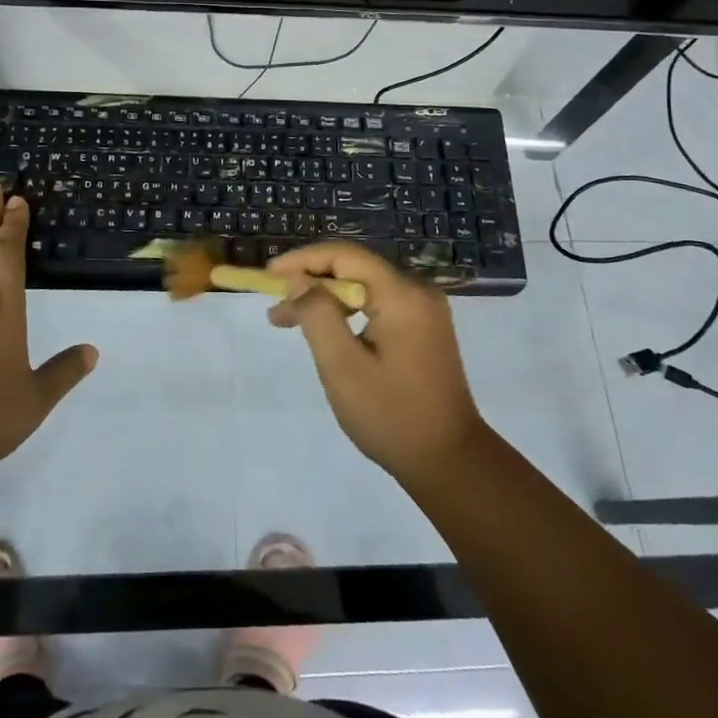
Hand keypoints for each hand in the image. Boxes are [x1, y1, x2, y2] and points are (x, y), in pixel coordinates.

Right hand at [267, 242, 486, 484]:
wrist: (449, 461)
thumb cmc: (391, 416)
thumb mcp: (343, 366)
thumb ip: (317, 314)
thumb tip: (298, 279)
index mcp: (402, 295)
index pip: (345, 256)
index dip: (303, 260)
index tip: (268, 275)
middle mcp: (417, 291)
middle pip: (354, 268)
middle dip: (310, 282)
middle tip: (275, 308)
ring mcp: (424, 309)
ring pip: (364, 287)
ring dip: (325, 299)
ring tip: (287, 320)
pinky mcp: (424, 327)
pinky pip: (378, 304)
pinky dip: (347, 311)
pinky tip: (325, 330)